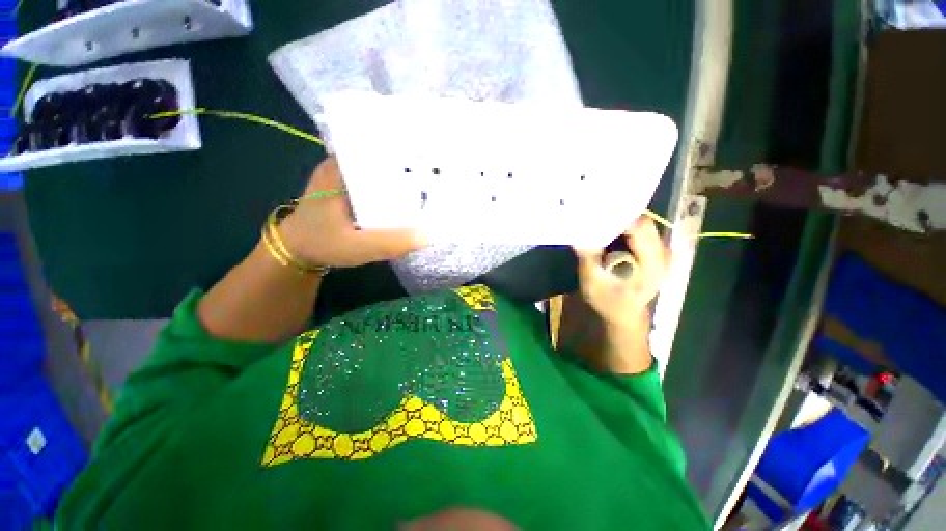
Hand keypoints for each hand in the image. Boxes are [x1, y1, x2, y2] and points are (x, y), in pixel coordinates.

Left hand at [279, 157, 426, 267]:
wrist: (298, 250)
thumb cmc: (322, 244)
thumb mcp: (355, 247)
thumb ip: (389, 243)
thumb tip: (427, 236)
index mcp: (342, 168)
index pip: (379, 147)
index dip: (406, 151)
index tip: (431, 157)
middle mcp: (345, 164)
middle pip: (384, 155)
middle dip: (410, 164)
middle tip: (439, 173)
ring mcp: (349, 174)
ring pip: (383, 168)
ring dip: (404, 176)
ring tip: (431, 181)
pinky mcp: (353, 187)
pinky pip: (379, 181)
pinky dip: (395, 187)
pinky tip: (412, 196)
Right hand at [573, 217, 670, 328]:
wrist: (624, 314)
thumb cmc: (609, 303)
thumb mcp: (592, 284)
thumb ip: (588, 258)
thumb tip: (577, 235)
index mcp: (652, 264)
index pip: (640, 228)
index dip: (618, 218)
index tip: (595, 215)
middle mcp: (663, 253)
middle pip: (642, 222)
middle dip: (617, 218)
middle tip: (593, 217)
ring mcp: (660, 250)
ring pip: (640, 223)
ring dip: (618, 222)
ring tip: (597, 222)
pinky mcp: (653, 250)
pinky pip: (638, 230)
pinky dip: (621, 229)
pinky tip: (606, 232)